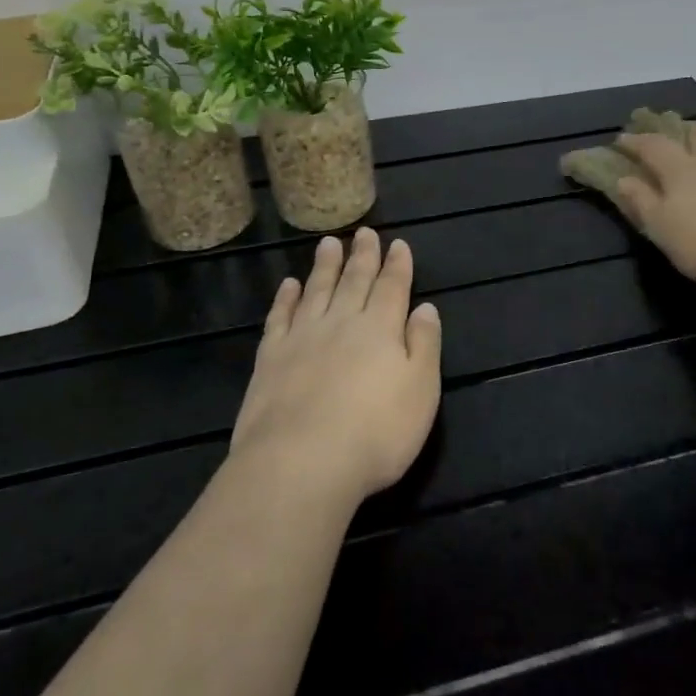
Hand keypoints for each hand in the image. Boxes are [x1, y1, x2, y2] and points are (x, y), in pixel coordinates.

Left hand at [231, 228, 442, 509]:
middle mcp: (342, 323)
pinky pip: (280, 318)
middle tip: (364, 232)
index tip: (398, 243)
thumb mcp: (421, 391)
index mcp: (381, 329)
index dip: (397, 264)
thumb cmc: (375, 433)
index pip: (392, 287)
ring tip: (329, 243)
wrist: (300, 463)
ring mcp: (302, 338)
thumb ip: (424, 345)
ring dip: (325, 265)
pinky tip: (289, 285)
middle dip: (363, 255)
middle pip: (354, 281)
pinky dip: (286, 298)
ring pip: (317, 290)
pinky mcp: (270, 359)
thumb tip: (425, 307)